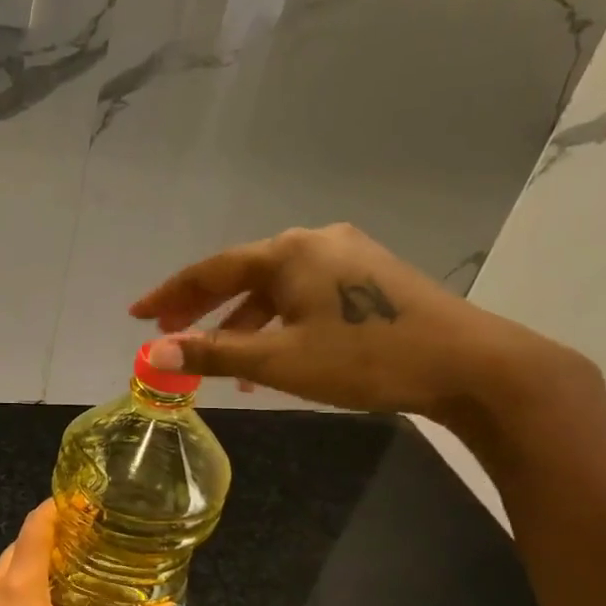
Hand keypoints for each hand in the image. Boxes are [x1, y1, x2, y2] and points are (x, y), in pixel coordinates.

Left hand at [0, 501, 173, 605]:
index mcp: (19, 585)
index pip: (35, 527)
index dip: (56, 508)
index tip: (81, 502)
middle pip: (19, 548)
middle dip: (47, 539)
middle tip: (86, 543)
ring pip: (6, 575)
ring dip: (32, 567)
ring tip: (69, 576)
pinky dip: (19, 593)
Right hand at [130, 222, 545, 420]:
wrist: (470, 363)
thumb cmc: (366, 357)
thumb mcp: (280, 360)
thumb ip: (213, 353)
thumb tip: (152, 355)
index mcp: (288, 252)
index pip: (210, 270)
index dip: (169, 295)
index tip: (136, 315)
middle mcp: (314, 242)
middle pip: (241, 273)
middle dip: (202, 307)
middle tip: (167, 335)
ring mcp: (347, 257)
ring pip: (275, 288)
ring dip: (241, 321)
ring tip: (220, 360)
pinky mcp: (369, 278)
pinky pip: (303, 296)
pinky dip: (277, 322)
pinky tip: (274, 356)